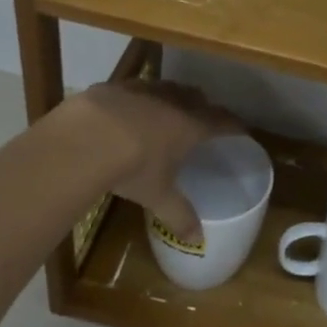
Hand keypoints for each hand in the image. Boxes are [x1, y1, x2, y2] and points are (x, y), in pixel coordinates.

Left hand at [58, 79, 240, 243]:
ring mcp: (142, 90)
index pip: (221, 121)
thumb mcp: (157, 195)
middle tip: (205, 118)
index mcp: (190, 126)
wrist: (85, 138)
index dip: (233, 124)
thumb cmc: (132, 167)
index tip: (241, 129)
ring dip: (173, 96)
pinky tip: (128, 108)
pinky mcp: (114, 86)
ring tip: (169, 108)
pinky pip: (134, 88)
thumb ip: (178, 215)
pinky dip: (139, 97)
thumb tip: (197, 239)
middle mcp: (171, 102)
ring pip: (166, 87)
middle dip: (204, 106)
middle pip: (196, 97)